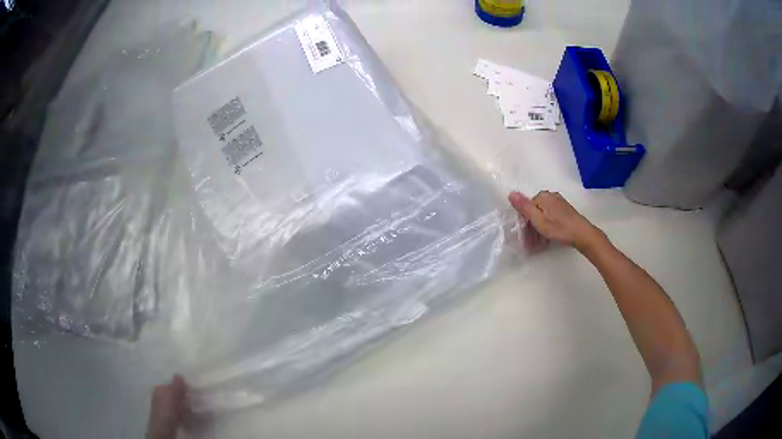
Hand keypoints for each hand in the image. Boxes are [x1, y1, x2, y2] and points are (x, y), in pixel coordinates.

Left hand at [147, 375, 188, 438]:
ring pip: (176, 404)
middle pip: (173, 394)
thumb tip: (179, 374)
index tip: (188, 391)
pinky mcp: (167, 416)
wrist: (164, 425)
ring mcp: (163, 406)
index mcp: (159, 387)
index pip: (170, 384)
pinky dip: (181, 413)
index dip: (180, 387)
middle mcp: (159, 395)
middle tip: (189, 400)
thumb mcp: (172, 392)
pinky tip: (184, 416)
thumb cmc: (167, 406)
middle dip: (182, 397)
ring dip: (183, 406)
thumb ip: (176, 383)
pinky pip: (176, 412)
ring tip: (188, 409)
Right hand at [508, 191, 603, 251]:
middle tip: (530, 245)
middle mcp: (551, 196)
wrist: (583, 235)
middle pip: (535, 211)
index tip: (524, 238)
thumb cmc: (560, 229)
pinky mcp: (564, 211)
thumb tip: (510, 193)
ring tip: (538, 245)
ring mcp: (558, 203)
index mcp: (543, 196)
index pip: (526, 208)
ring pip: (542, 216)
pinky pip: (550, 217)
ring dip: (538, 230)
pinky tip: (547, 238)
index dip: (523, 224)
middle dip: (531, 228)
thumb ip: (524, 207)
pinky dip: (546, 227)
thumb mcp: (539, 220)